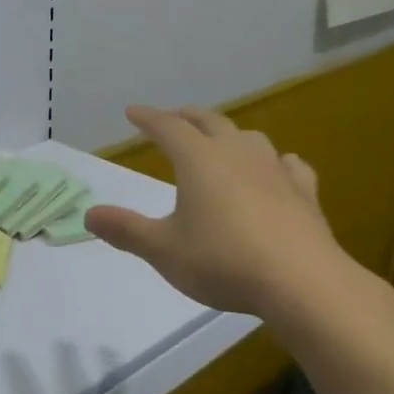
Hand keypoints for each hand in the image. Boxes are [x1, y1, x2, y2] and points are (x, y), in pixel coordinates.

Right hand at [85, 106, 372, 318]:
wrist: (301, 281)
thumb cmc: (223, 261)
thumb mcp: (163, 251)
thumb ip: (126, 230)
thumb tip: (89, 215)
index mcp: (198, 160)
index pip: (168, 127)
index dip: (148, 118)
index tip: (133, 112)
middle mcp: (236, 153)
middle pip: (209, 122)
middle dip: (187, 117)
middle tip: (175, 117)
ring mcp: (274, 170)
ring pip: (249, 137)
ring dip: (229, 134)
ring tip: (222, 141)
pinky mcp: (304, 192)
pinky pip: (288, 165)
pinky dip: (275, 162)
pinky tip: (278, 170)